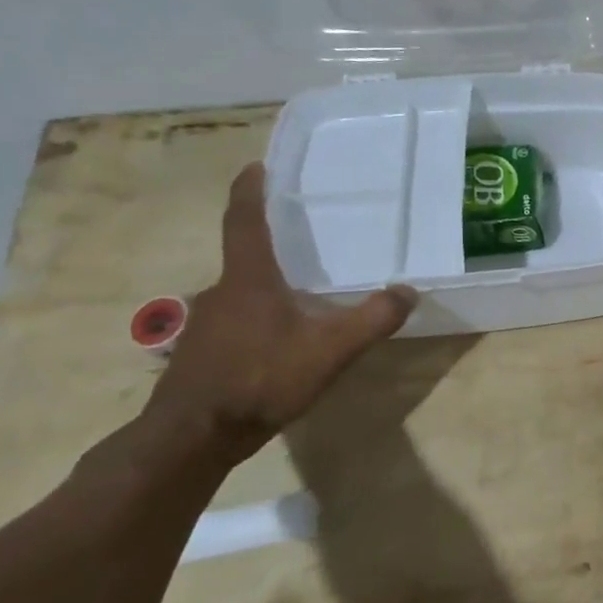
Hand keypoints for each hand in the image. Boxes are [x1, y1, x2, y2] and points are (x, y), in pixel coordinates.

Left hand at [144, 163, 417, 460]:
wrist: (193, 436)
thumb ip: (374, 318)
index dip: (249, 191)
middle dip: (270, 244)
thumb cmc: (261, 378)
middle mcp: (221, 292)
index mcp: (248, 279)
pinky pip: (235, 320)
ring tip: (300, 292)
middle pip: (244, 256)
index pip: (244, 221)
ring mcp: (206, 324)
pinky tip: (281, 339)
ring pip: (241, 292)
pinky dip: (259, 317)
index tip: (255, 166)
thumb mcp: (331, 349)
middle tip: (303, 239)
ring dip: (266, 285)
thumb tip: (408, 290)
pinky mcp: (202, 352)